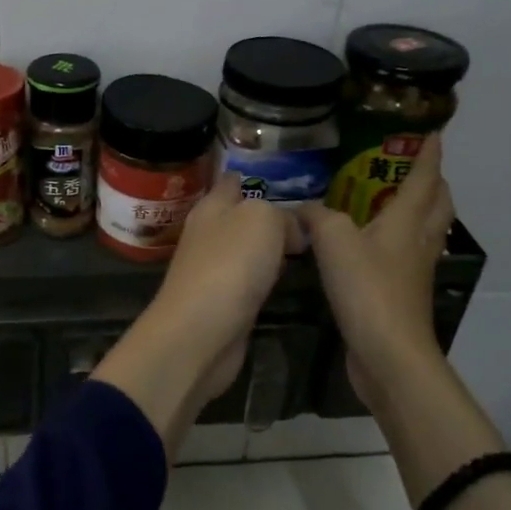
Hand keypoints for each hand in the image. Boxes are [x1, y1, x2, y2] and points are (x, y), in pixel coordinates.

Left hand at [93, 174, 304, 455]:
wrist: (201, 333)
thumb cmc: (229, 265)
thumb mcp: (262, 219)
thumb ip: (281, 214)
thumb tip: (291, 230)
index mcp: (211, 207)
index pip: (232, 181)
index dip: (254, 176)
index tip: (284, 178)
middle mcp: (209, 234)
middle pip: (241, 216)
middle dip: (268, 214)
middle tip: (309, 216)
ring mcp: (214, 270)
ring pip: (247, 248)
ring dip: (269, 247)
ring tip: (306, 244)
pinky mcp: (223, 302)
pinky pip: (250, 280)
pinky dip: (266, 277)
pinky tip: (286, 279)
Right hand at [296, 134, 455, 409]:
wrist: (388, 352)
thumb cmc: (367, 288)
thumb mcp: (334, 241)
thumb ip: (317, 216)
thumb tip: (302, 208)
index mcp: (407, 220)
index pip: (423, 178)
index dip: (428, 154)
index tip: (433, 134)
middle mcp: (419, 241)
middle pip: (438, 204)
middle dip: (433, 182)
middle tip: (414, 168)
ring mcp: (414, 270)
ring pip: (428, 230)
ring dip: (421, 211)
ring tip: (396, 201)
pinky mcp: (403, 294)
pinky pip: (409, 255)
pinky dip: (400, 240)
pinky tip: (375, 245)